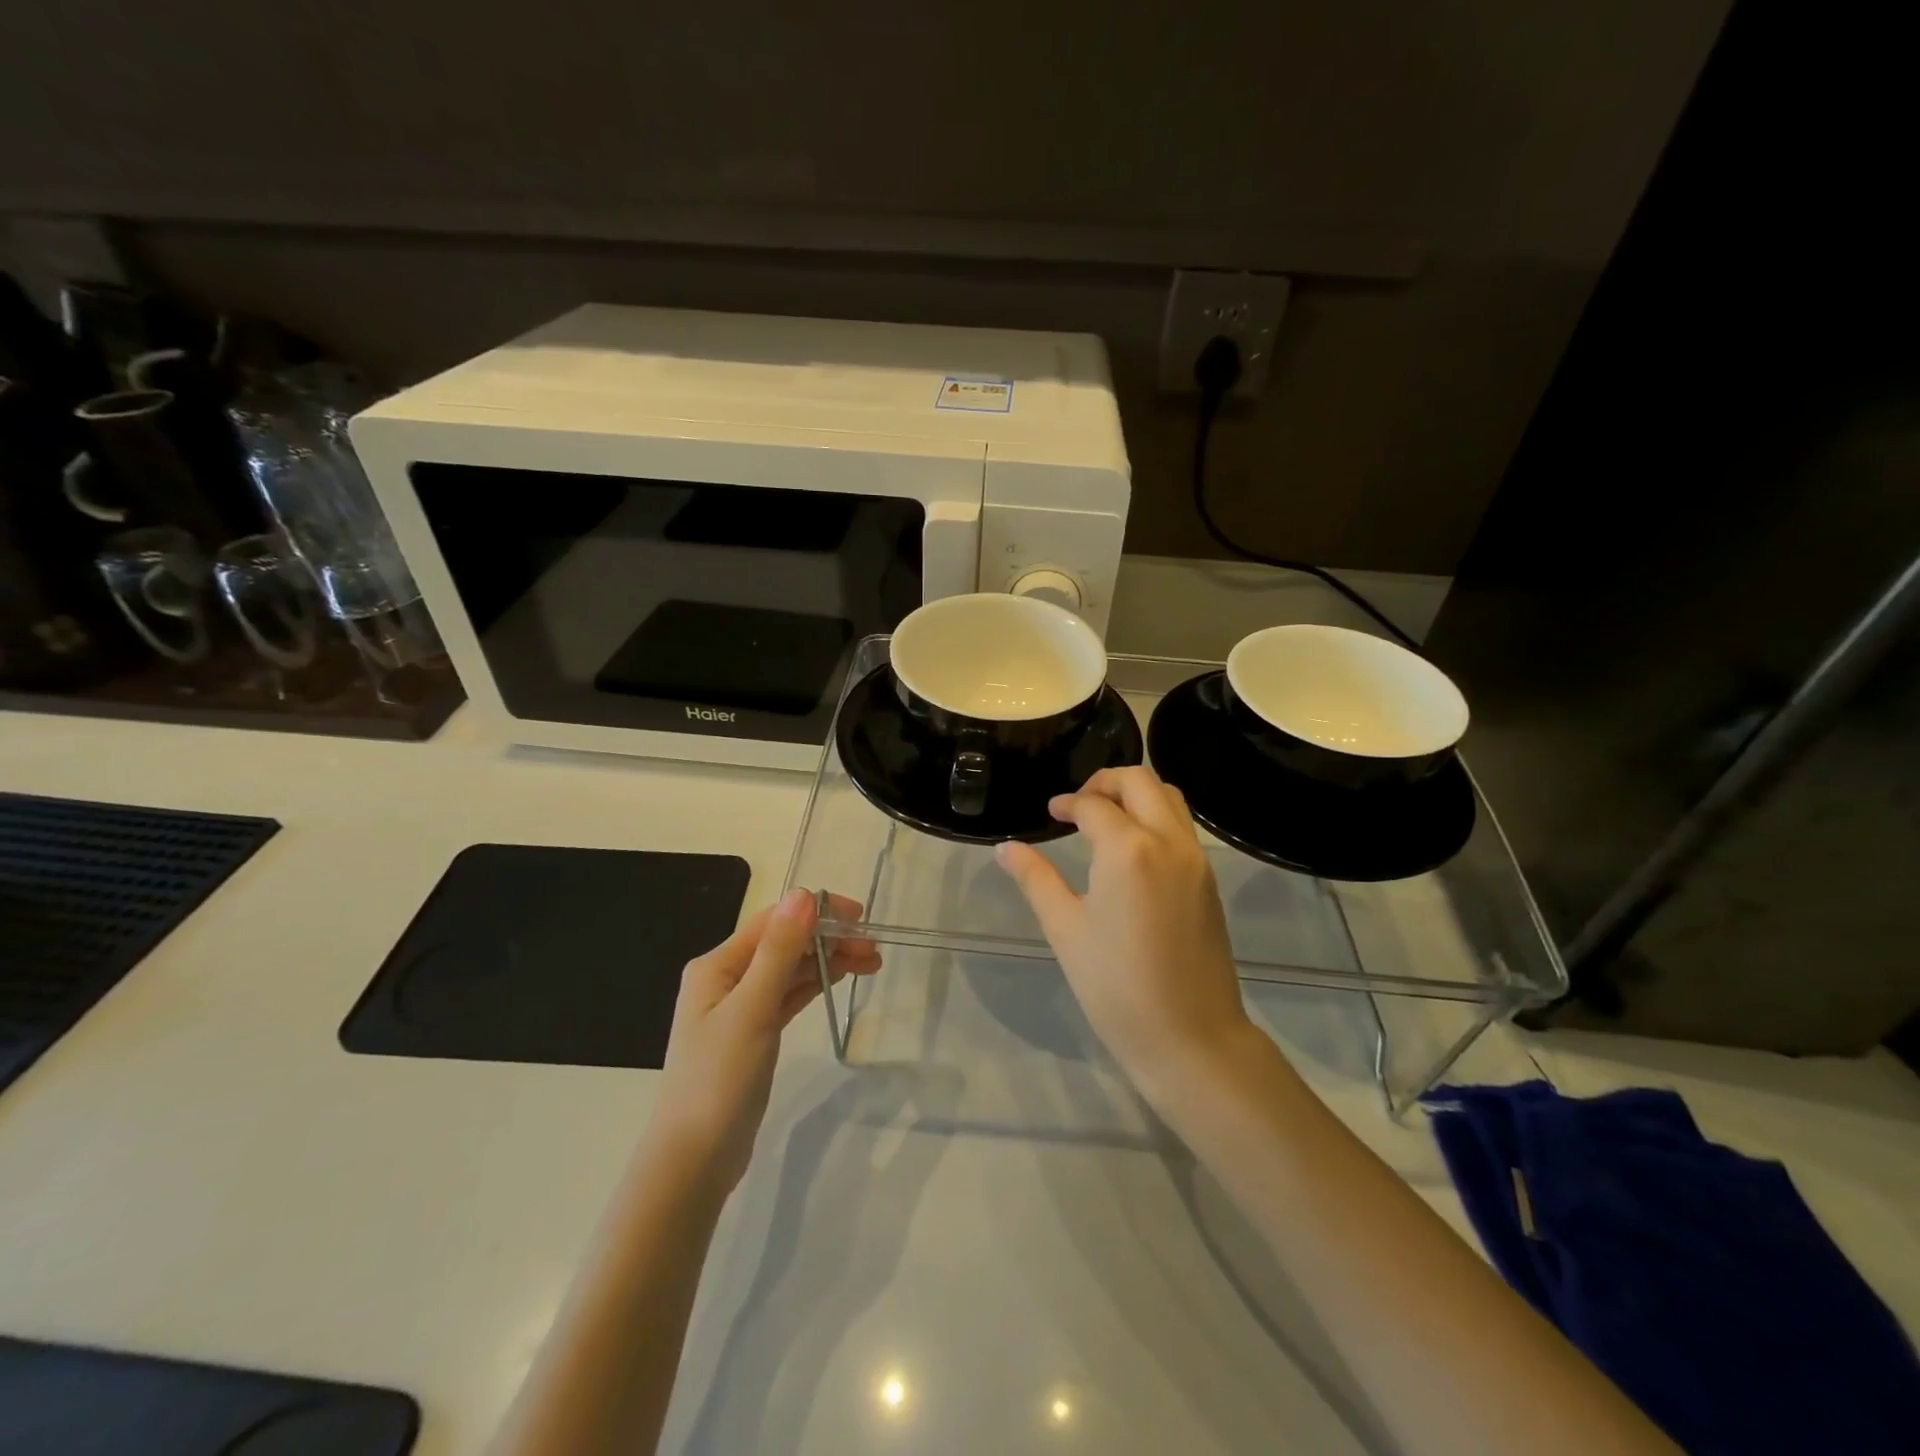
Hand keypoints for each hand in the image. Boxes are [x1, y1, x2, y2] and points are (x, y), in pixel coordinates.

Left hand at [648, 888, 879, 1192]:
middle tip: (874, 948)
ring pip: (790, 969)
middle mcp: (726, 978)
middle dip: (828, 938)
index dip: (817, 913)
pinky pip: (788, 995)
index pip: (774, 921)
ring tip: (871, 962)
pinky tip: (839, 977)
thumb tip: (803, 894)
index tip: (861, 919)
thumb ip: (778, 951)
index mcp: (717, 965)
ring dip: (827, 960)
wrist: (694, 1161)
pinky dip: (814, 984)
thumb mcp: (752, 1009)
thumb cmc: (719, 1079)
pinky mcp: (753, 1033)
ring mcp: (740, 1007)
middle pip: (784, 943)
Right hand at [995, 766, 1254, 1098]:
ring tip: (1106, 819)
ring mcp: (1196, 859)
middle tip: (1078, 805)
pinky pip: (1182, 826)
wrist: (1190, 1037)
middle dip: (1105, 781)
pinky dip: (1156, 816)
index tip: (1051, 814)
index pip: (1094, 805)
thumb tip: (1005, 848)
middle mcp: (1168, 842)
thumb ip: (1035, 879)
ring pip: (1169, 797)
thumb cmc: (1116, 986)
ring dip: (1136, 794)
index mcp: (1128, 850)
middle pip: (1140, 780)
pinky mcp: (1209, 879)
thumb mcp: (1065, 929)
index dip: (1068, 803)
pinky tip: (1132, 848)